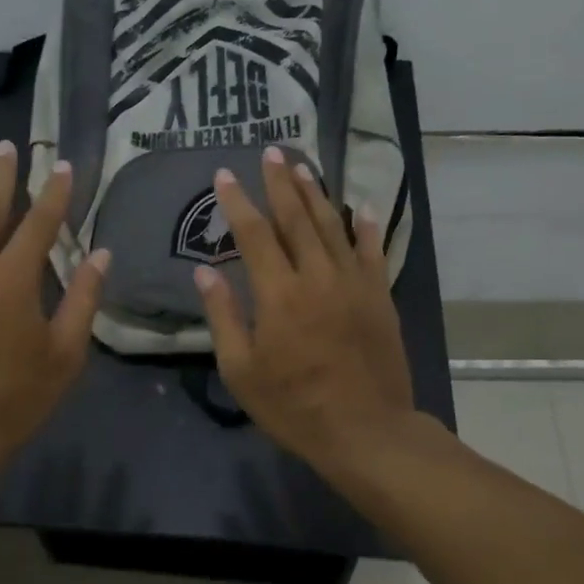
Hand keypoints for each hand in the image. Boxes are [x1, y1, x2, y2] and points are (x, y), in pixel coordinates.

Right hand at [194, 147, 413, 478]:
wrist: (366, 431)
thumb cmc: (294, 406)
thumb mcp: (241, 370)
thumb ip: (223, 316)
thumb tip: (204, 271)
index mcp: (279, 293)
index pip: (254, 234)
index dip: (237, 201)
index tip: (224, 175)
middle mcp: (318, 276)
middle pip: (296, 218)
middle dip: (279, 183)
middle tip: (270, 152)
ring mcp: (354, 283)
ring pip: (333, 226)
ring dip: (316, 194)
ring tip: (302, 167)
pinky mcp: (380, 297)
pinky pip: (372, 251)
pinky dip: (365, 226)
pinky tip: (361, 207)